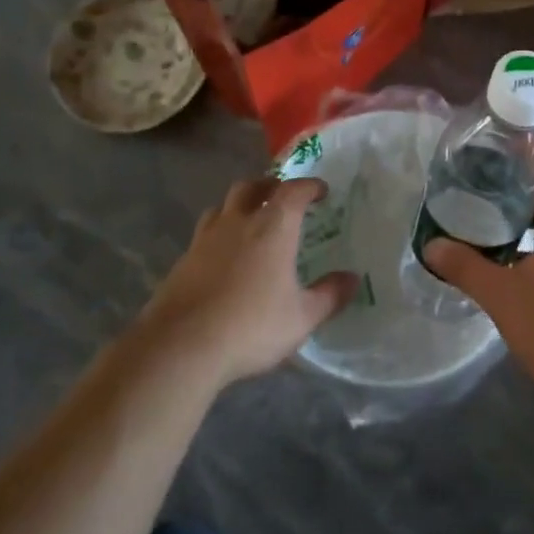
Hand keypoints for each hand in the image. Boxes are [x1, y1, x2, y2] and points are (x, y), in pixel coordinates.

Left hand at [142, 175, 358, 389]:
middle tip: (282, 197)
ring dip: (239, 205)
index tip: (321, 191)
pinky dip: (219, 233)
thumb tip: (352, 279)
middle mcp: (238, 223)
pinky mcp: (183, 260)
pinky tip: (223, 256)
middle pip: (252, 187)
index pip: (293, 191)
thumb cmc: (251, 326)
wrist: (181, 347)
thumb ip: (330, 295)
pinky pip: (204, 233)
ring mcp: (205, 239)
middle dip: (270, 186)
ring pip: (222, 206)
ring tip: (250, 220)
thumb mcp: (302, 317)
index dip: (309, 186)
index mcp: (272, 227)